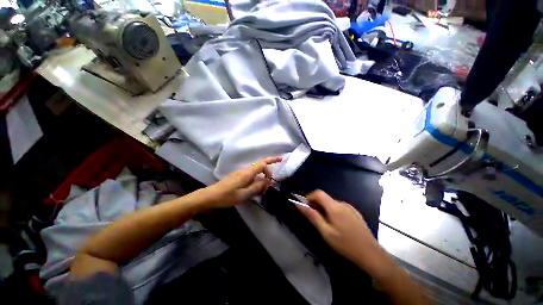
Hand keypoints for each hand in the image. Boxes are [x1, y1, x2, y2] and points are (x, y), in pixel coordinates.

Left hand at [203, 156, 282, 208]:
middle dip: (271, 161)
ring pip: (256, 170)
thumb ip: (256, 187)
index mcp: (247, 173)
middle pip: (260, 163)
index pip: (262, 164)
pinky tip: (258, 187)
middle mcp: (245, 170)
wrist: (210, 196)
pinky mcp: (238, 177)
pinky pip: (251, 175)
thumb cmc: (226, 196)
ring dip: (264, 172)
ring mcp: (241, 173)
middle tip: (281, 160)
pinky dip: (258, 178)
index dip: (269, 169)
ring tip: (269, 181)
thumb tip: (268, 182)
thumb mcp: (243, 194)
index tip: (272, 179)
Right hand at [297, 190, 390, 277]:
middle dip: (316, 204)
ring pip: (331, 203)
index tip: (305, 206)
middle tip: (313, 217)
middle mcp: (342, 203)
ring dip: (324, 208)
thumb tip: (299, 205)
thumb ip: (313, 216)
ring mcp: (350, 207)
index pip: (318, 193)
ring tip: (324, 223)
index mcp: (335, 207)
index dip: (309, 197)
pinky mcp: (355, 212)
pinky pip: (339, 207)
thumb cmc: (345, 244)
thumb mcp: (326, 232)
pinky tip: (336, 224)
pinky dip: (332, 211)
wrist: (371, 255)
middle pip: (325, 198)